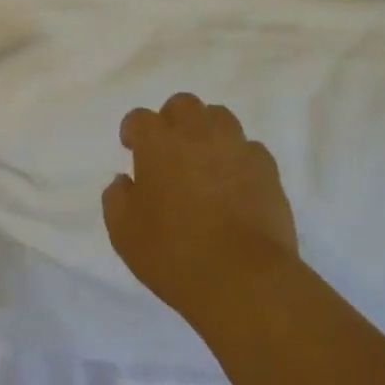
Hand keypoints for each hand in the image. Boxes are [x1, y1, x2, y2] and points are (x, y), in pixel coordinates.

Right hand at [103, 92, 298, 327]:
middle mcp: (197, 134)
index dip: (133, 131)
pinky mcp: (267, 171)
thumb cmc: (173, 253)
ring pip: (220, 117)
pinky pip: (250, 149)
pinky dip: (238, 157)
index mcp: (157, 143)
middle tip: (168, 148)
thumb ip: (117, 197)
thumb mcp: (124, 231)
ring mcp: (236, 149)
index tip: (132, 148)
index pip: (139, 118)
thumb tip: (125, 181)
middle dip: (172, 119)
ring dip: (207, 130)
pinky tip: (234, 181)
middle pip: (183, 104)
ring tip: (203, 159)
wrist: (244, 280)